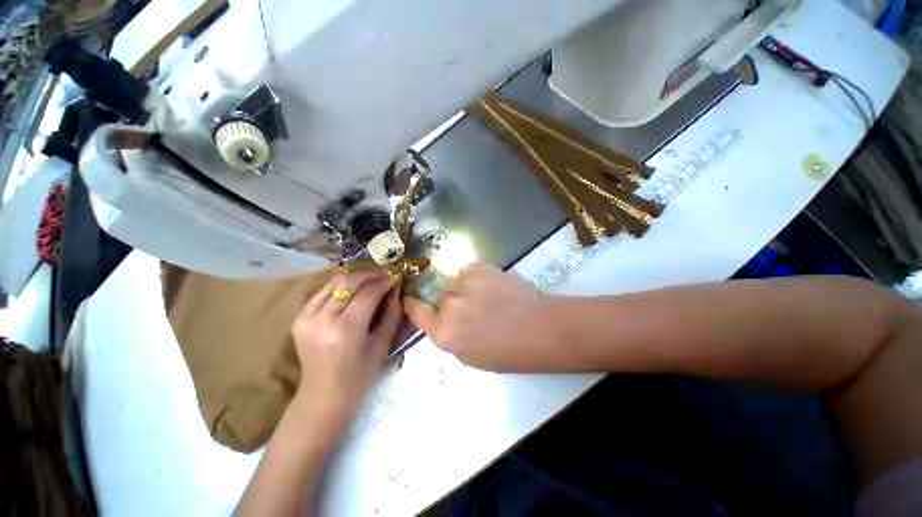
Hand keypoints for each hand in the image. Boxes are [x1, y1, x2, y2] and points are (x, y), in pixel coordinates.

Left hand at [291, 271, 400, 428]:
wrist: (323, 396)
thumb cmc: (359, 375)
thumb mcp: (382, 344)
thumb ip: (392, 313)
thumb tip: (395, 290)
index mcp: (346, 330)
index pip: (368, 293)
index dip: (384, 281)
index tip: (395, 277)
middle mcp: (323, 319)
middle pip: (349, 283)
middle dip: (370, 275)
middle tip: (384, 276)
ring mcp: (306, 317)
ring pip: (334, 283)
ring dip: (356, 278)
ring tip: (371, 280)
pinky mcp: (299, 318)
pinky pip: (322, 292)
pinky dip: (340, 287)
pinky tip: (352, 290)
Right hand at [403, 263, 568, 371]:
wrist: (540, 328)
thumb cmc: (507, 352)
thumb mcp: (469, 357)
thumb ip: (448, 336)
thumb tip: (441, 320)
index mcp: (443, 332)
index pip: (415, 311)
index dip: (412, 305)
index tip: (412, 300)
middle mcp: (449, 304)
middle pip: (438, 297)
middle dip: (448, 304)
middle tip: (471, 311)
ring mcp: (464, 282)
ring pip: (453, 283)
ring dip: (463, 290)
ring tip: (485, 298)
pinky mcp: (480, 267)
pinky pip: (467, 271)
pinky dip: (474, 278)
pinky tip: (491, 287)